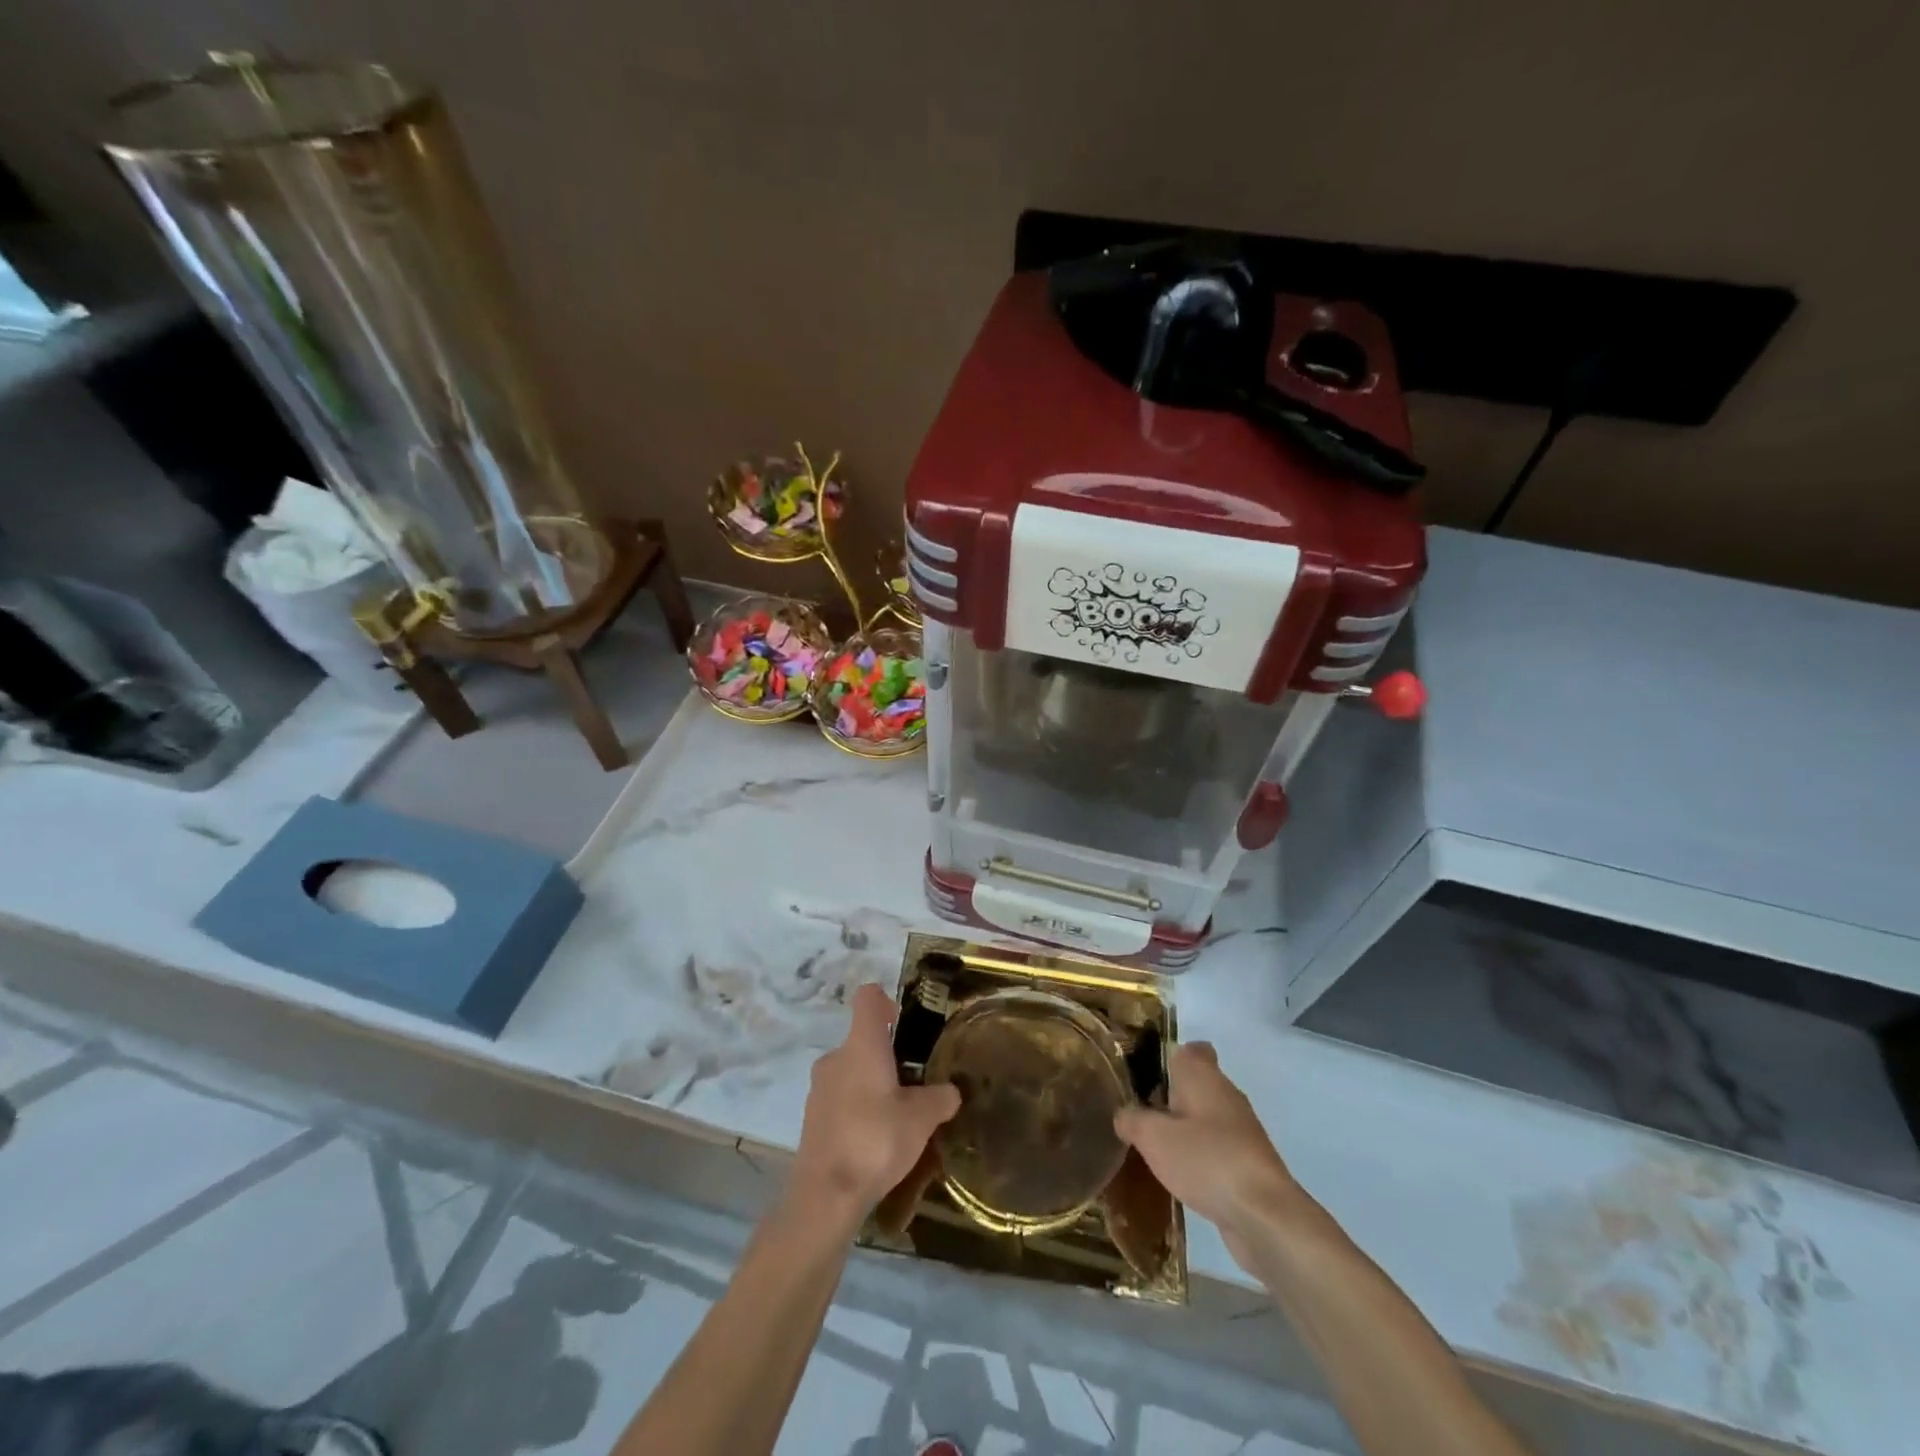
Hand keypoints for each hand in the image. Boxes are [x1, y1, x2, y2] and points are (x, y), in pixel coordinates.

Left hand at [791, 983, 960, 1230]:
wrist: (825, 1196)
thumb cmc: (875, 1140)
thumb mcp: (921, 1119)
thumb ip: (939, 1098)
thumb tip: (950, 1092)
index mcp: (861, 1045)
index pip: (868, 998)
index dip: (885, 1000)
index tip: (902, 1020)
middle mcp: (836, 1057)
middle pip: (862, 1040)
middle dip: (887, 1056)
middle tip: (913, 1082)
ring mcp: (819, 1088)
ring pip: (851, 1072)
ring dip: (872, 1084)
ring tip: (897, 1116)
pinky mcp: (812, 1118)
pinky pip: (840, 1099)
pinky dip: (858, 1108)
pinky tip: (875, 1139)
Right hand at [1114, 1042, 1296, 1270]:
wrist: (1263, 1215)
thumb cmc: (1205, 1160)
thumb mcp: (1153, 1137)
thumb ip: (1132, 1119)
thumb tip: (1124, 1114)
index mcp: (1204, 1075)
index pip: (1191, 1049)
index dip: (1168, 1057)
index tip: (1146, 1075)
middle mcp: (1226, 1094)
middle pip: (1195, 1084)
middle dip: (1169, 1097)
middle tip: (1139, 1114)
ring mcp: (1241, 1129)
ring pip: (1206, 1117)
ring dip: (1184, 1129)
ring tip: (1153, 1148)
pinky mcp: (1249, 1162)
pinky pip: (1216, 1147)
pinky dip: (1199, 1156)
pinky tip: (1180, 1175)